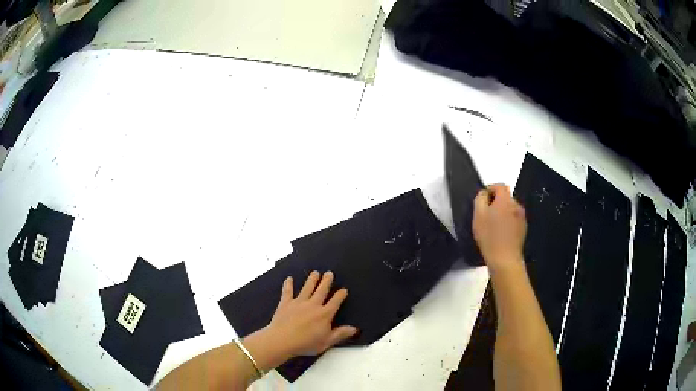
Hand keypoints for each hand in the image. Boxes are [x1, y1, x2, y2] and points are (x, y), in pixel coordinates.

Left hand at [261, 271, 357, 359]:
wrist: (282, 340)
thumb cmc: (305, 344)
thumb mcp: (326, 342)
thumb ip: (340, 334)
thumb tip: (354, 329)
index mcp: (324, 314)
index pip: (335, 302)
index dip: (340, 295)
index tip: (344, 289)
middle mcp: (313, 305)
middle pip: (321, 290)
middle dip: (326, 281)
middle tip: (329, 273)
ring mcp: (298, 302)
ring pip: (307, 288)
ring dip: (312, 280)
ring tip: (315, 272)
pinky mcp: (286, 303)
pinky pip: (287, 291)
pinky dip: (288, 285)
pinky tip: (288, 279)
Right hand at [473, 184, 526, 270]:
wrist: (505, 259)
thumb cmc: (489, 236)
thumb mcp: (478, 215)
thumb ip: (480, 199)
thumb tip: (485, 193)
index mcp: (505, 200)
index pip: (500, 186)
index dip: (490, 189)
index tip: (482, 200)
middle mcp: (516, 205)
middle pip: (505, 197)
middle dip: (496, 203)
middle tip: (486, 215)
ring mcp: (522, 217)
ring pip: (510, 209)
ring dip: (502, 212)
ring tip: (493, 226)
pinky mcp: (523, 228)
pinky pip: (514, 219)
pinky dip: (508, 222)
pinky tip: (501, 234)